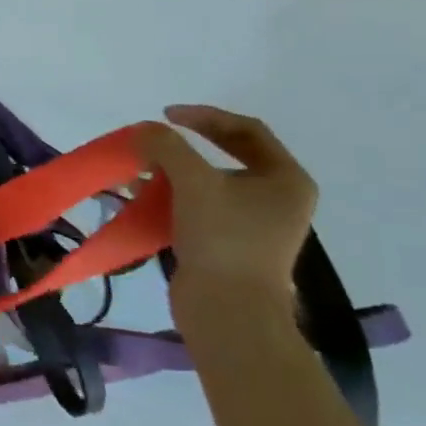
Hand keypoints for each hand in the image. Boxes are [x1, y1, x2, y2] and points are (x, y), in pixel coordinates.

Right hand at [137, 105, 317, 298]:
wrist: (229, 309)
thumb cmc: (223, 239)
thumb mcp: (194, 183)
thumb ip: (167, 147)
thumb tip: (143, 130)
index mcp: (285, 179)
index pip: (246, 130)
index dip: (204, 116)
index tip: (164, 116)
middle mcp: (276, 197)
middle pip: (226, 155)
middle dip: (182, 147)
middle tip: (151, 142)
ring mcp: (254, 223)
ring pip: (208, 182)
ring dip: (171, 173)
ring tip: (140, 173)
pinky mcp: (229, 243)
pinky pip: (198, 207)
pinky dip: (171, 198)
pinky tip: (142, 199)